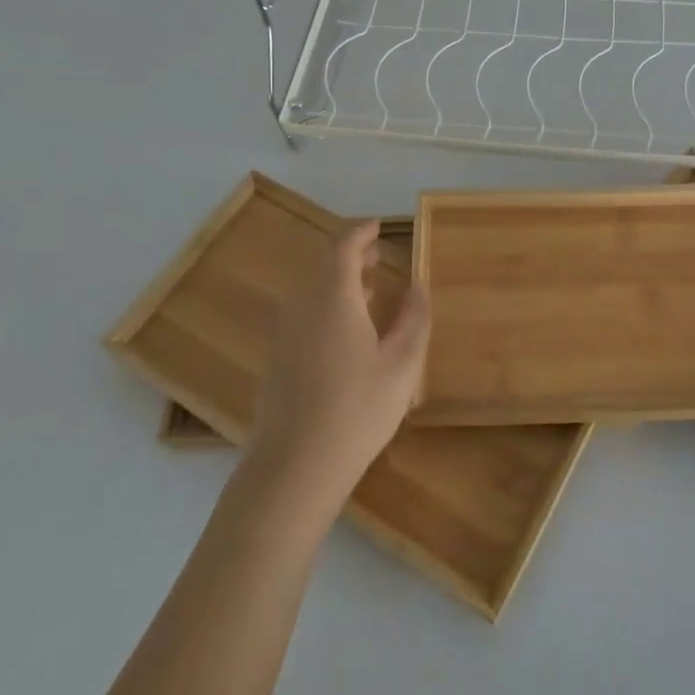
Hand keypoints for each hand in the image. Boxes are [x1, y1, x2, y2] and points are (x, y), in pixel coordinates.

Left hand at [249, 220, 430, 513]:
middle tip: (377, 254)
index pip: (343, 247)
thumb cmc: (356, 410)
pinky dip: (326, 304)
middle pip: (324, 266)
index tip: (379, 225)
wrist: (294, 468)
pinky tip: (346, 330)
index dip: (361, 232)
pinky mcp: (277, 359)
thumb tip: (416, 287)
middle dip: (350, 255)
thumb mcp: (401, 365)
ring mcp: (285, 334)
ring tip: (367, 287)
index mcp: (333, 298)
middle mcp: (302, 306)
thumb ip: (413, 320)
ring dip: (338, 280)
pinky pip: (303, 313)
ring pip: (311, 291)